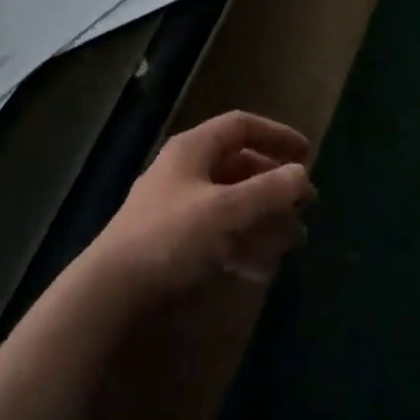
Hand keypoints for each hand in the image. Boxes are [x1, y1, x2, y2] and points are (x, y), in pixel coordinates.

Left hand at [90, 111, 315, 299]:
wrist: (112, 292)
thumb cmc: (171, 238)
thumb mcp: (225, 211)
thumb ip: (267, 192)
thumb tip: (302, 174)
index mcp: (193, 149)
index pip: (241, 126)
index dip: (276, 135)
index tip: (307, 155)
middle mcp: (186, 171)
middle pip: (239, 166)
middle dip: (274, 185)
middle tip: (306, 206)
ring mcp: (179, 208)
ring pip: (232, 203)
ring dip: (265, 218)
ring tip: (295, 241)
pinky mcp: (175, 245)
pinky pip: (219, 235)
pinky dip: (244, 245)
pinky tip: (264, 269)